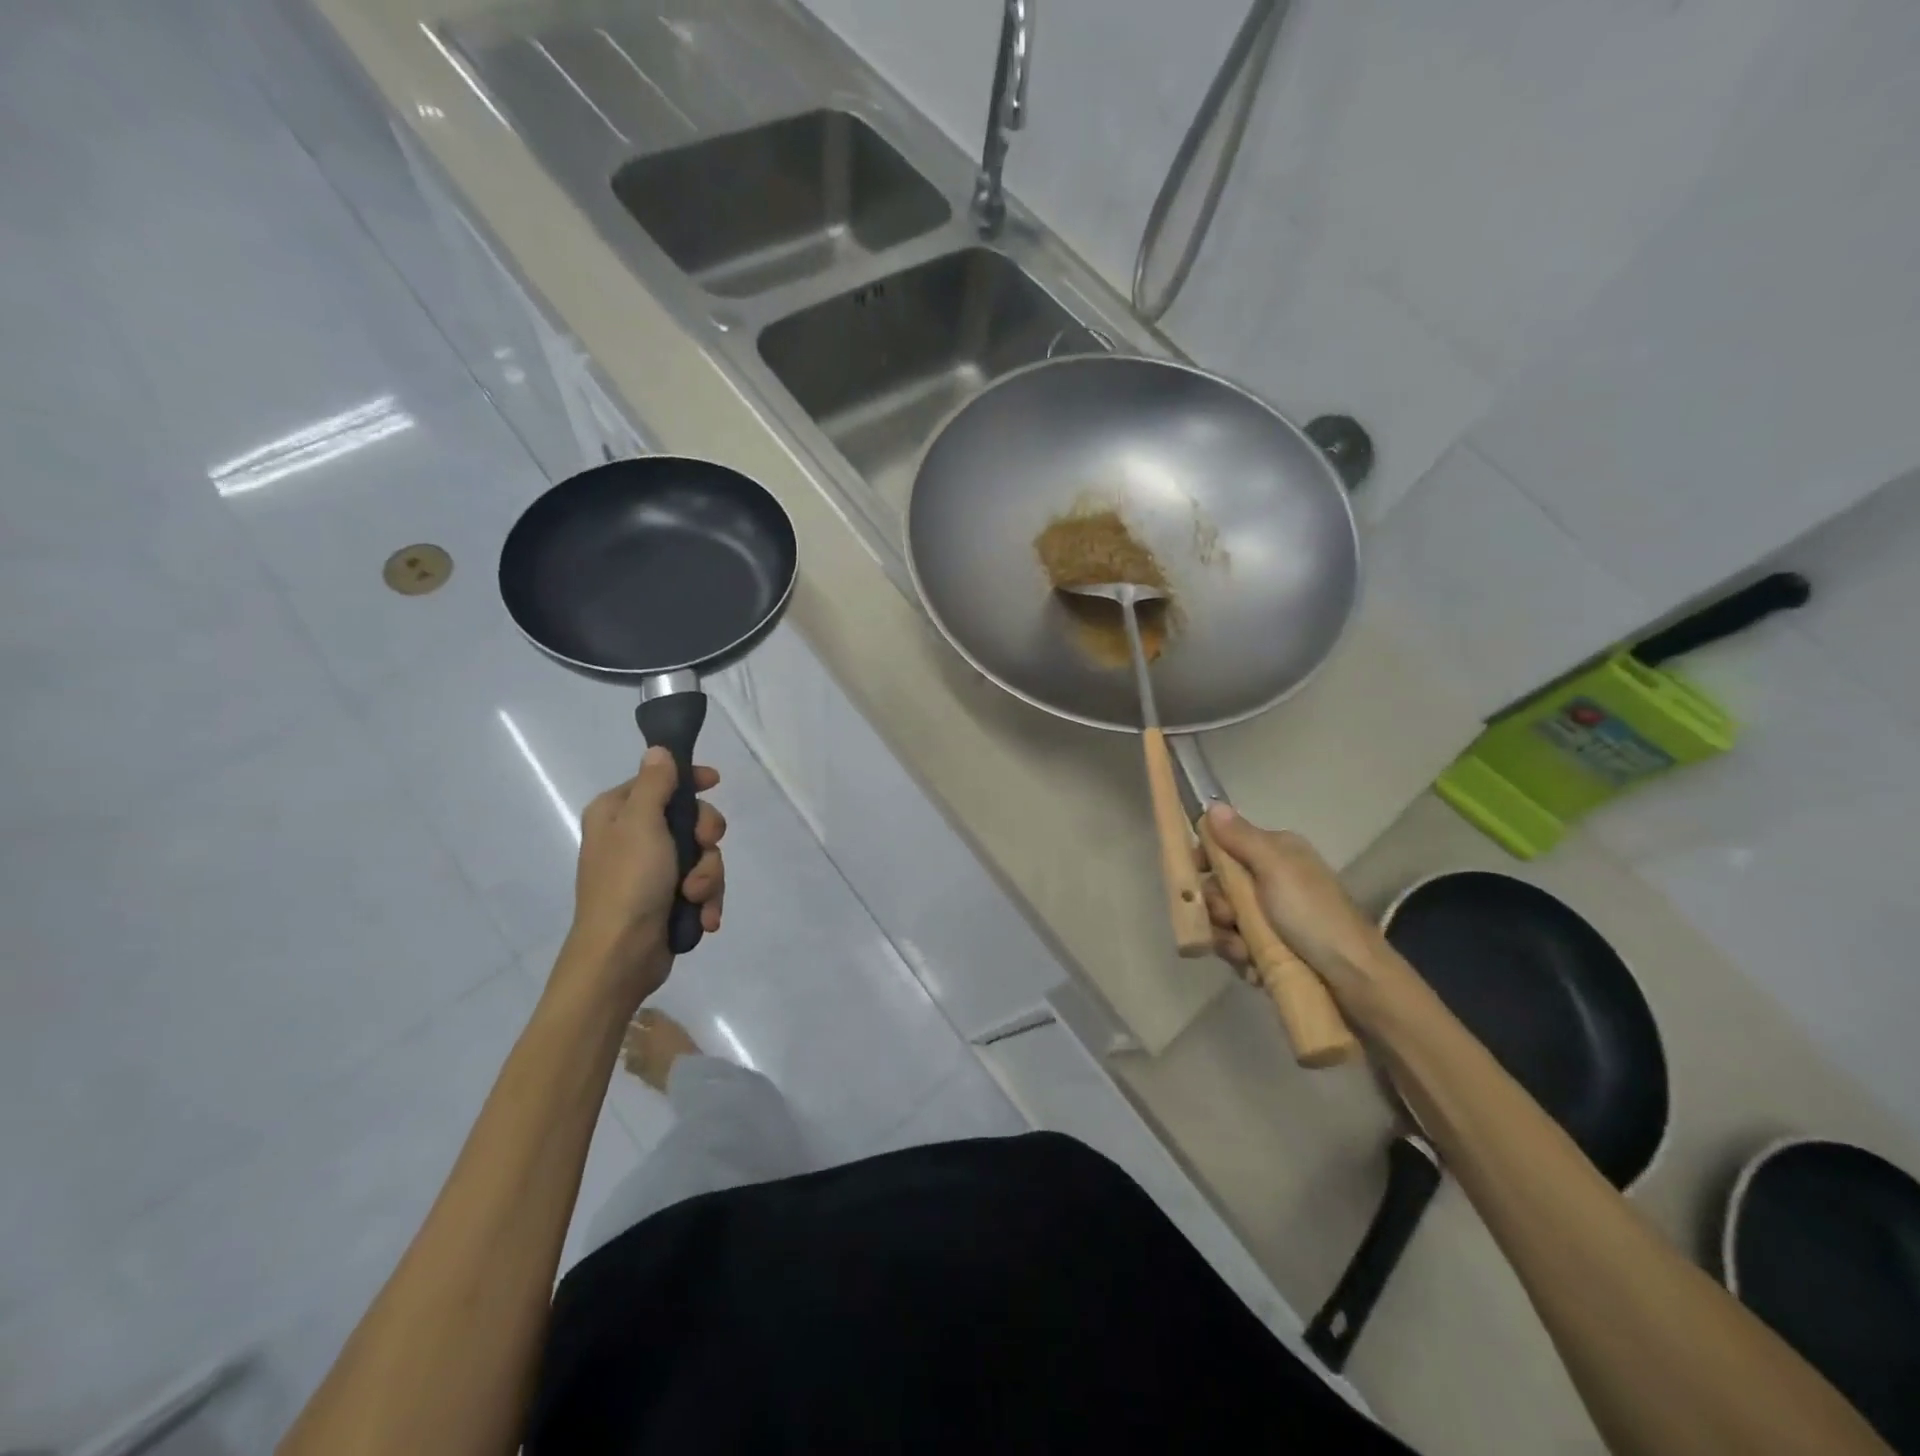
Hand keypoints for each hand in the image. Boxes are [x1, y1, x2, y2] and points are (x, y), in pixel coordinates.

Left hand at [559, 747, 726, 1009]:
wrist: (620, 956)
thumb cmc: (628, 882)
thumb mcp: (641, 824)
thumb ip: (655, 784)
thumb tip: (658, 750)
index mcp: (618, 813)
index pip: (660, 780)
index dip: (690, 780)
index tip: (715, 783)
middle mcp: (634, 837)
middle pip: (691, 818)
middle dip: (705, 839)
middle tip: (704, 848)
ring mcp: (653, 871)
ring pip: (703, 855)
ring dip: (708, 877)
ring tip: (694, 897)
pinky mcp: (669, 899)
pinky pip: (702, 886)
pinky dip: (707, 900)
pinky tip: (704, 916)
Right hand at [1195, 805, 1400, 1015]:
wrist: (1356, 981)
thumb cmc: (1313, 916)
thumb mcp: (1276, 869)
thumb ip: (1241, 838)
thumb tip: (1213, 804)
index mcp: (1277, 853)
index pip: (1225, 845)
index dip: (1204, 860)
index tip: (1192, 878)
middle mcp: (1274, 880)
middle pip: (1220, 887)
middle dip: (1217, 907)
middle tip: (1229, 920)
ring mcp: (1274, 917)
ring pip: (1226, 921)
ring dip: (1228, 939)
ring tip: (1245, 953)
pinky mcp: (1274, 949)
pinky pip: (1240, 948)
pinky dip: (1243, 959)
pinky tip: (1255, 968)